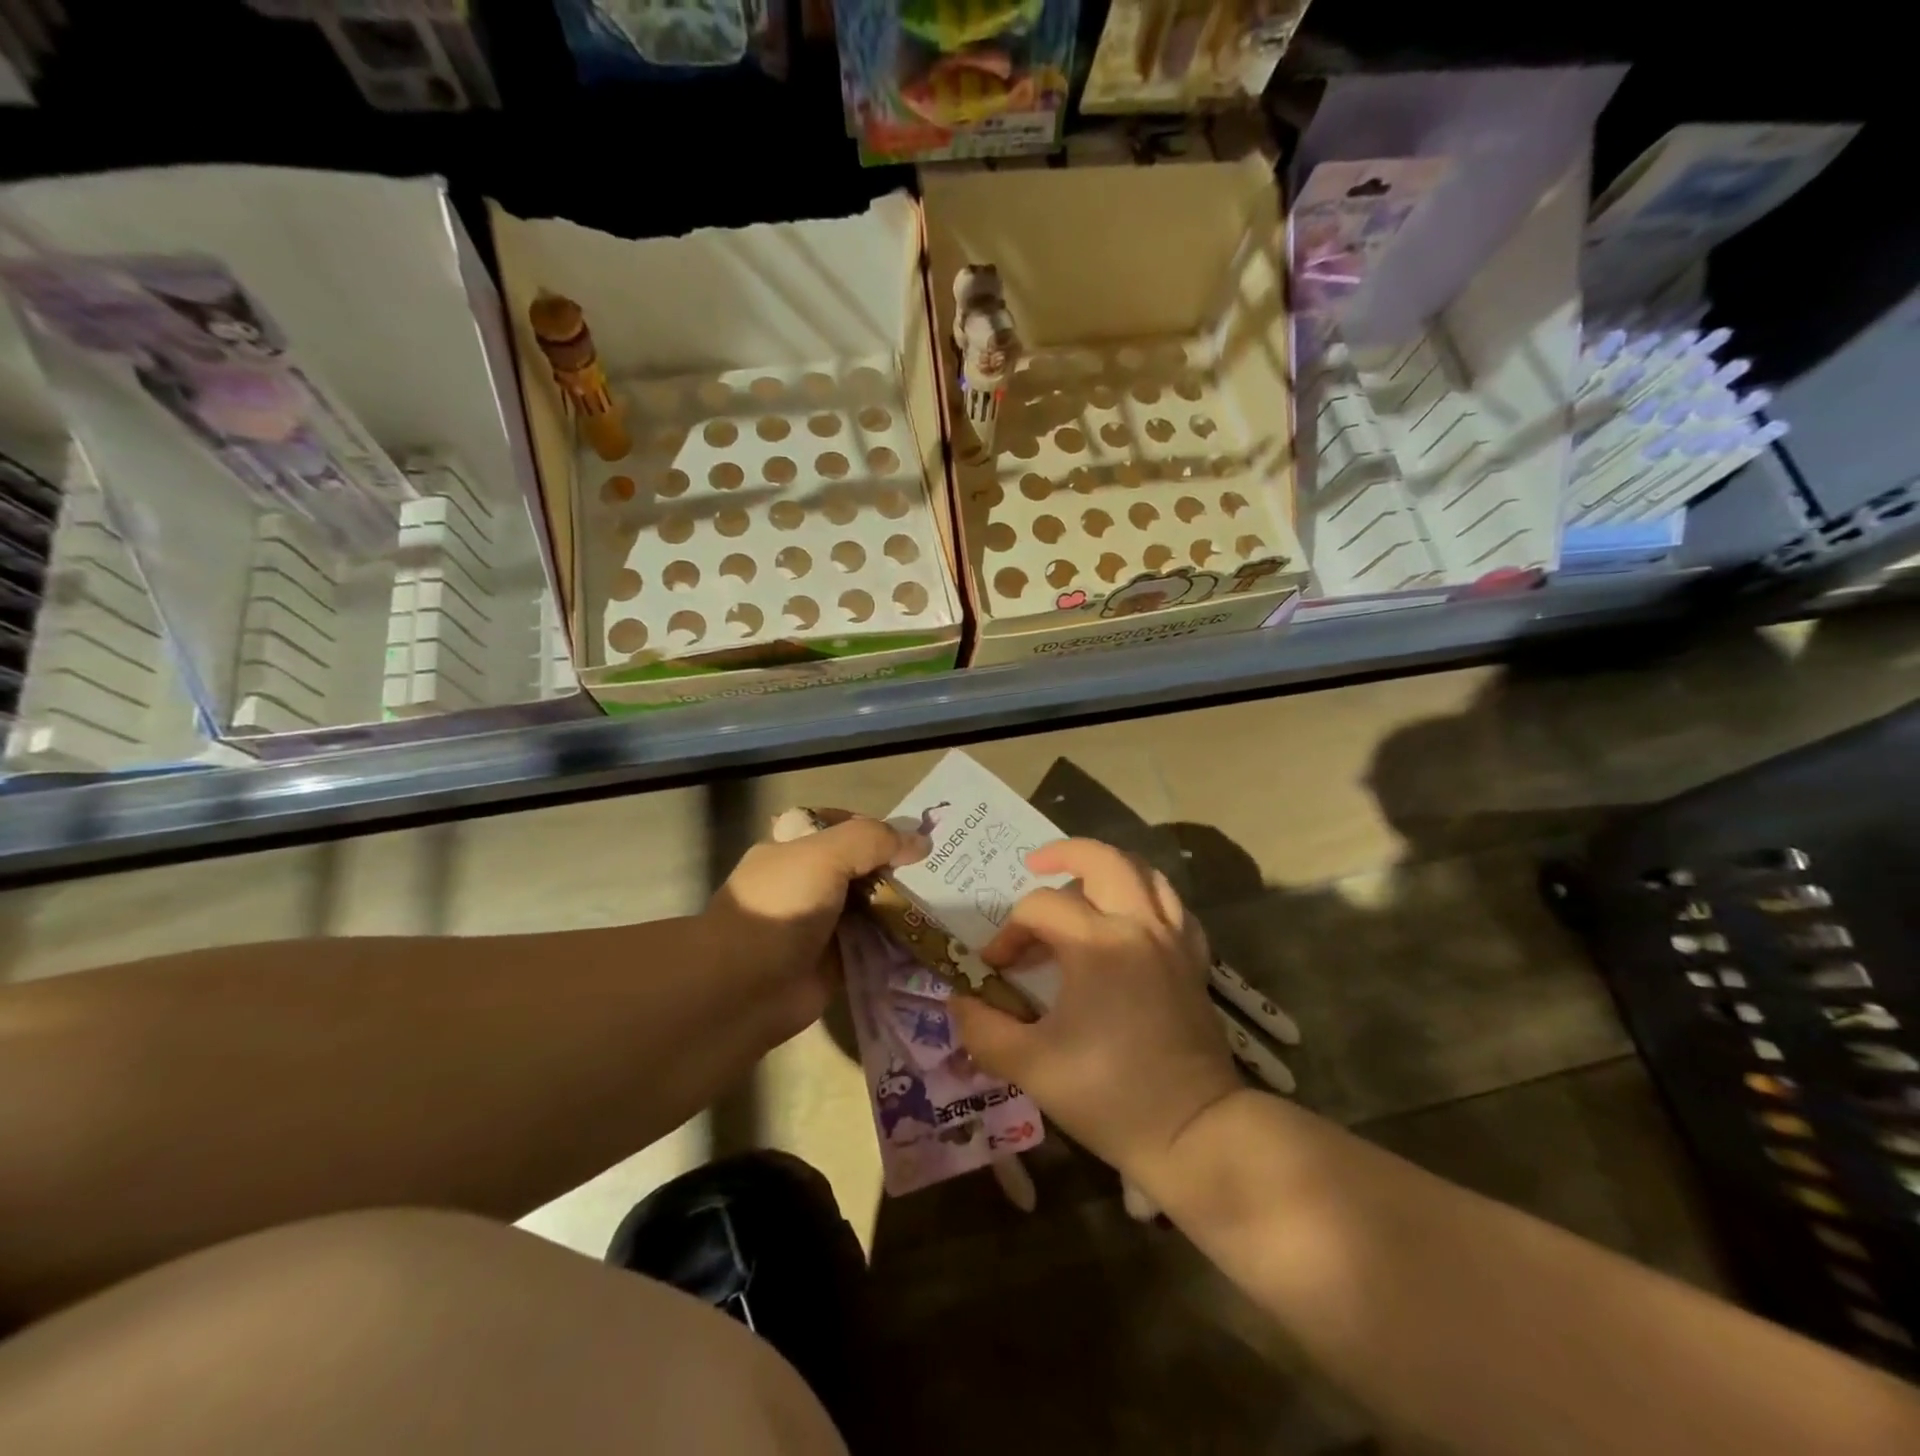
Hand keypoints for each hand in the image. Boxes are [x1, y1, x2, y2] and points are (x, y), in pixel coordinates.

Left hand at [705, 810, 926, 1032]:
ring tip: (947, 902)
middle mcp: (808, 882)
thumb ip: (873, 840)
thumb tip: (921, 842)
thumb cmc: (780, 908)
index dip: (876, 828)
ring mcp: (822, 924)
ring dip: (903, 906)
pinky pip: (875, 945)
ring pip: (871, 906)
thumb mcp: (824, 855)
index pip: (841, 825)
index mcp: (794, 848)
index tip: (915, 838)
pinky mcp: (836, 961)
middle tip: (942, 870)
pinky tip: (932, 937)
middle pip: (861, 866)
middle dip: (897, 868)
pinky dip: (899, 943)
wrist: (743, 988)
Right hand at [949, 839, 1242, 1184]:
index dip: (1008, 932)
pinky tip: (1130, 918)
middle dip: (1063, 854)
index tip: (995, 969)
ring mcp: (1173, 941)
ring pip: (1145, 874)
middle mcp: (1139, 927)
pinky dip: (1148, 898)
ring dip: (1109, 868)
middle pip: (1104, 860)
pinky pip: (1173, 908)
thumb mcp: (1032, 1066)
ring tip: (1081, 884)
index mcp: (1098, 944)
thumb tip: (959, 1001)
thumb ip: (984, 1029)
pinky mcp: (1193, 962)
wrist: (1193, 1133)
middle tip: (1035, 865)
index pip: (1040, 908)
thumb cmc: (1110, 1096)